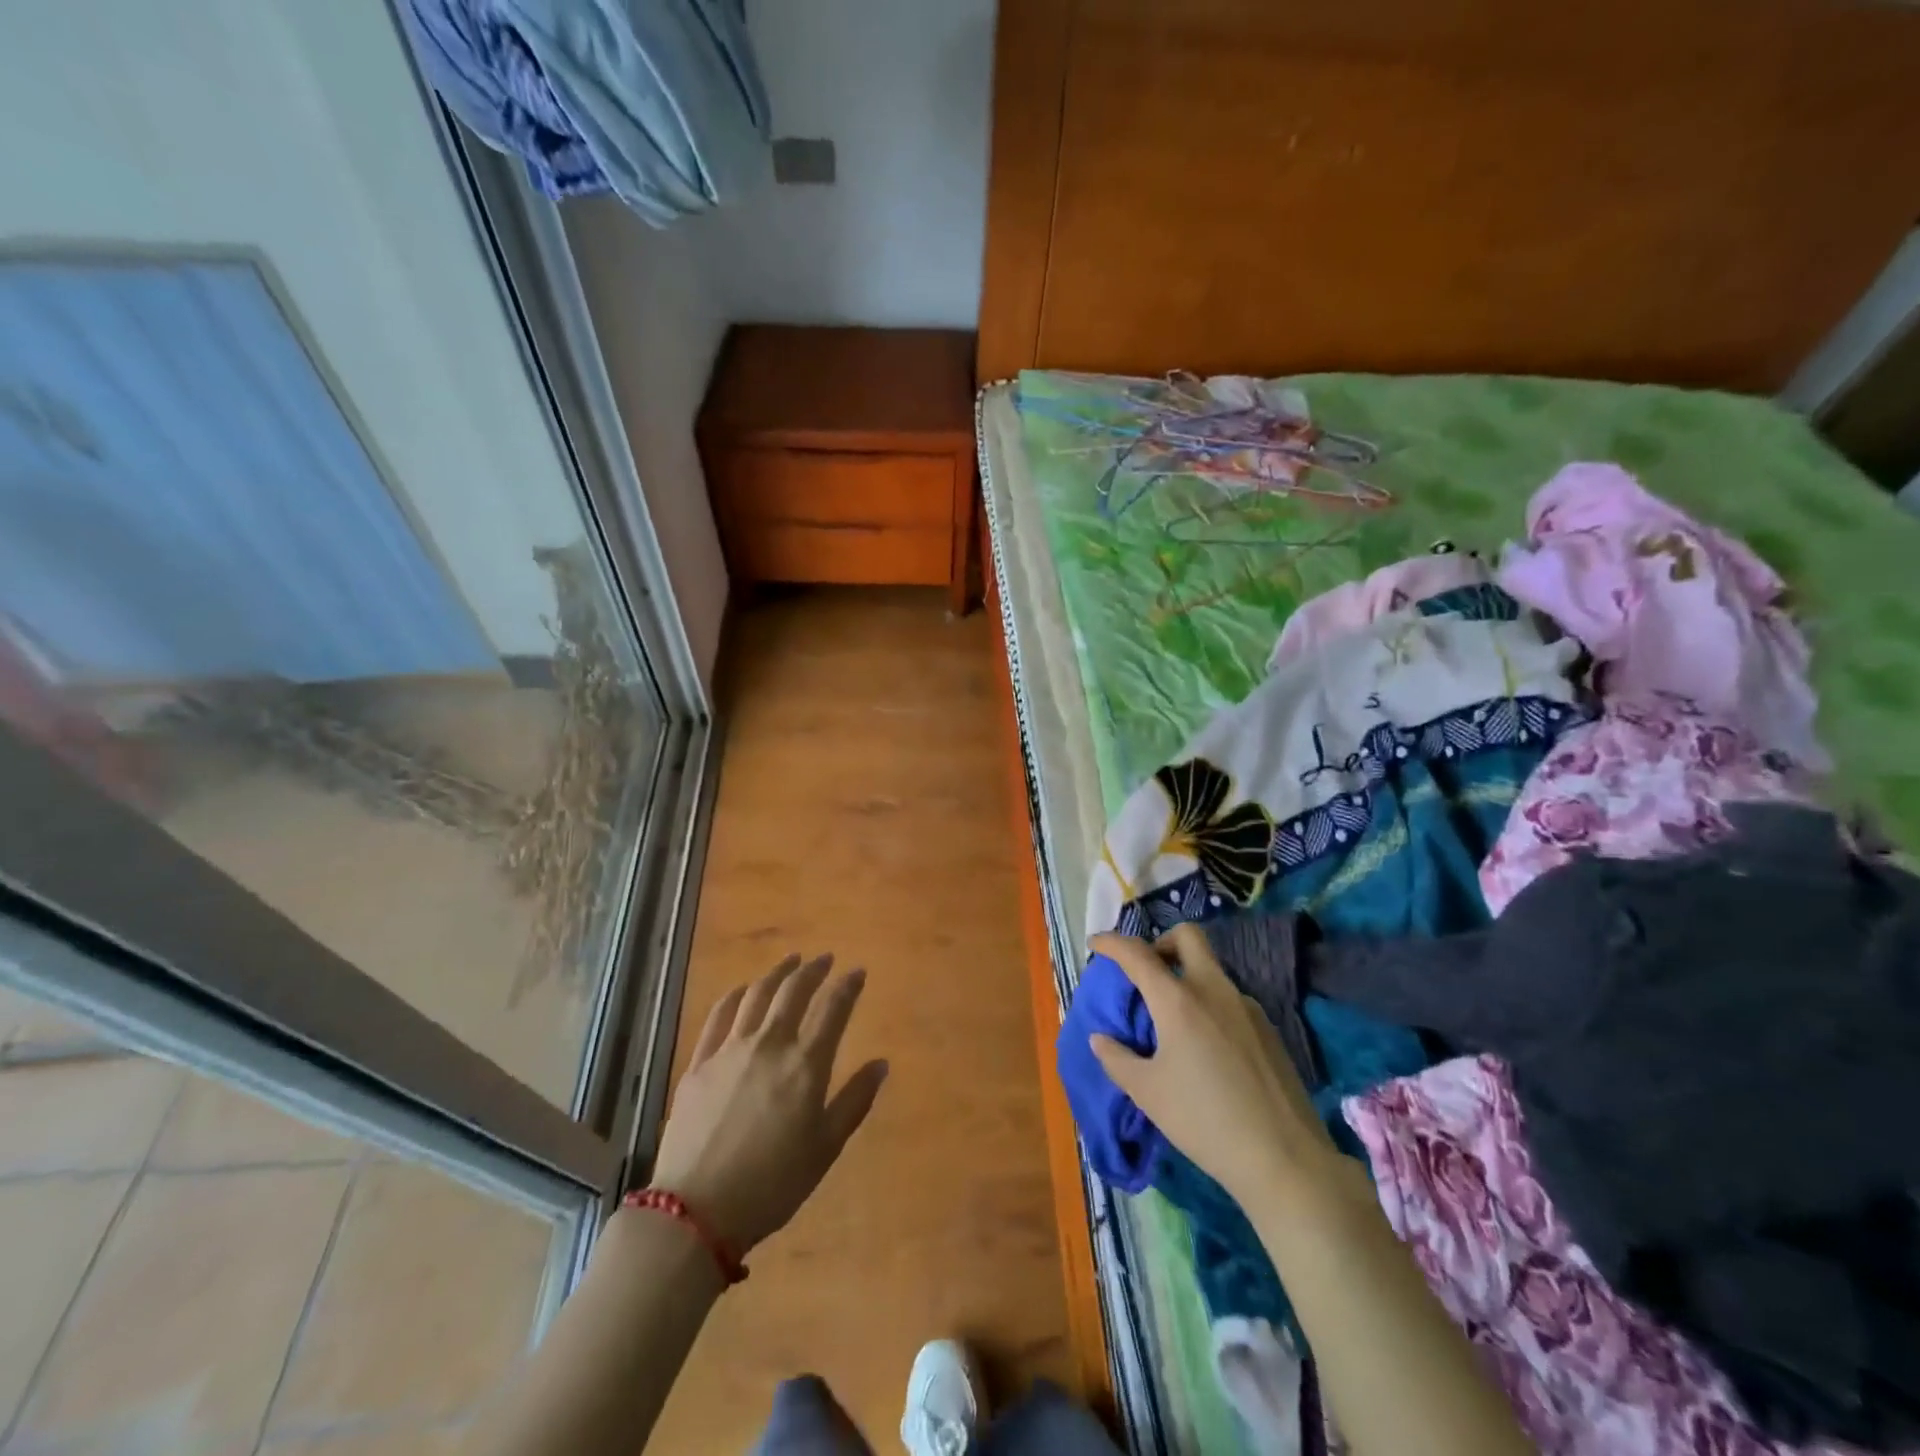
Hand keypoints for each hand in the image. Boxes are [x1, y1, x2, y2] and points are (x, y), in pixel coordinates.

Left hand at [649, 954, 887, 1253]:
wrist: (696, 1211)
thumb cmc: (773, 1184)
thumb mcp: (826, 1148)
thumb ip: (855, 1101)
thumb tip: (881, 1063)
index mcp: (806, 1064)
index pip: (833, 1009)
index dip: (848, 986)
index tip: (858, 972)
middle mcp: (769, 1044)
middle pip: (793, 991)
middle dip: (813, 970)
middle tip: (825, 959)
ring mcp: (729, 1050)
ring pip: (756, 995)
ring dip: (776, 973)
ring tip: (790, 962)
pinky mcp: (699, 1063)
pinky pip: (719, 1016)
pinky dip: (735, 995)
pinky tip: (742, 990)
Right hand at [1087, 926, 1340, 1205]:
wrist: (1285, 1159)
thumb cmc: (1204, 1121)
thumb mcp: (1148, 1093)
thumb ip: (1117, 1059)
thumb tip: (1101, 1039)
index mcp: (1178, 1001)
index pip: (1137, 954)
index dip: (1112, 943)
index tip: (1095, 943)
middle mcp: (1214, 990)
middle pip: (1187, 937)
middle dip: (1160, 942)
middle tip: (1145, 971)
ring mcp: (1247, 1007)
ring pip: (1211, 969)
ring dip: (1186, 977)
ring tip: (1172, 1020)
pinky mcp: (1268, 1029)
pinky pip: (1229, 999)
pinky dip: (1208, 1004)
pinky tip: (1206, 1047)